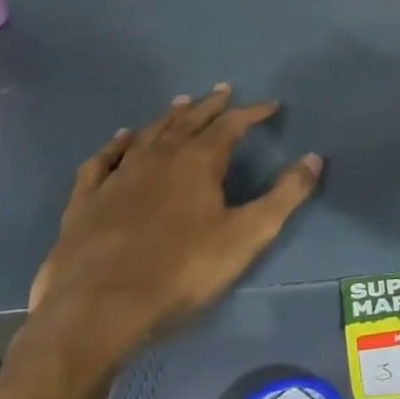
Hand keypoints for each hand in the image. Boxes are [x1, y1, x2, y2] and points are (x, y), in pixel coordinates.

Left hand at [26, 86, 322, 374]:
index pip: (232, 124)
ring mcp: (118, 176)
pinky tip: (121, 138)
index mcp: (198, 162)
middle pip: (188, 121)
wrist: (99, 308)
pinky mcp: (86, 200)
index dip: (253, 112)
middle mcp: (158, 157)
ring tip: (181, 103)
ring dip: (168, 117)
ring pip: (148, 134)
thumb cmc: (183, 270)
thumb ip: (285, 195)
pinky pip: (103, 160)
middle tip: (223, 90)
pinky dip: (116, 144)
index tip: (271, 106)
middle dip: (210, 105)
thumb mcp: (248, 235)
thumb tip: (314, 158)